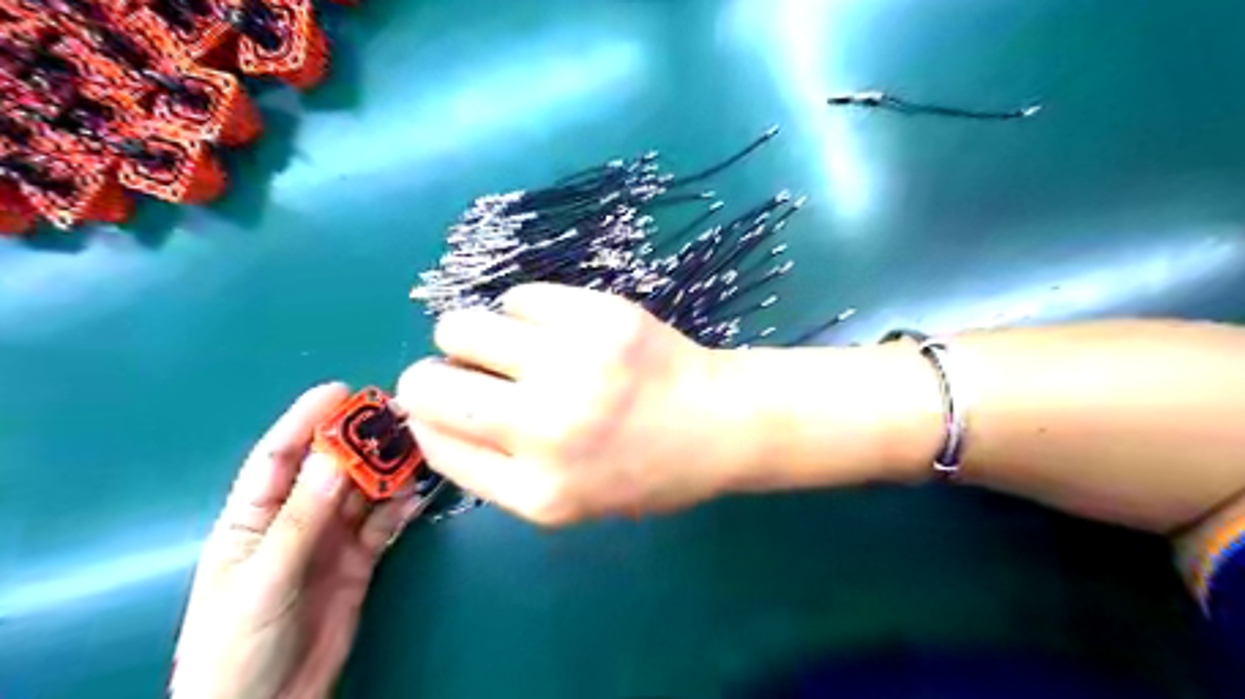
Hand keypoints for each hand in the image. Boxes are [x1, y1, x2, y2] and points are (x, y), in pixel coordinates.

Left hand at [172, 386, 431, 697]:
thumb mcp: (264, 578)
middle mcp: (296, 520)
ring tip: (420, 448)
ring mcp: (331, 540)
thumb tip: (334, 454)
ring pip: (364, 492)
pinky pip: (384, 524)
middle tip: (399, 415)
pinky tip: (419, 493)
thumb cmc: (238, 645)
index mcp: (253, 518)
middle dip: (362, 441)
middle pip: (332, 469)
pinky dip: (402, 507)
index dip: (306, 420)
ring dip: (389, 470)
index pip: (279, 457)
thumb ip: (302, 518)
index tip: (341, 391)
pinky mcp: (360, 560)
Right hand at [392, 280, 757, 523]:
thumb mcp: (568, 499)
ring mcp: (574, 364)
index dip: (428, 418)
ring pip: (461, 327)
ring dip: (472, 337)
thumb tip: (429, 413)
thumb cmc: (645, 469)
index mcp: (538, 491)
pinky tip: (555, 329)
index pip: (434, 442)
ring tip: (513, 347)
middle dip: (431, 376)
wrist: (720, 422)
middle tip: (468, 373)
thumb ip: (495, 468)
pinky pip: (518, 297)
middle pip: (427, 385)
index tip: (445, 407)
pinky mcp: (599, 314)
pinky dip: (523, 312)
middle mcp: (546, 428)